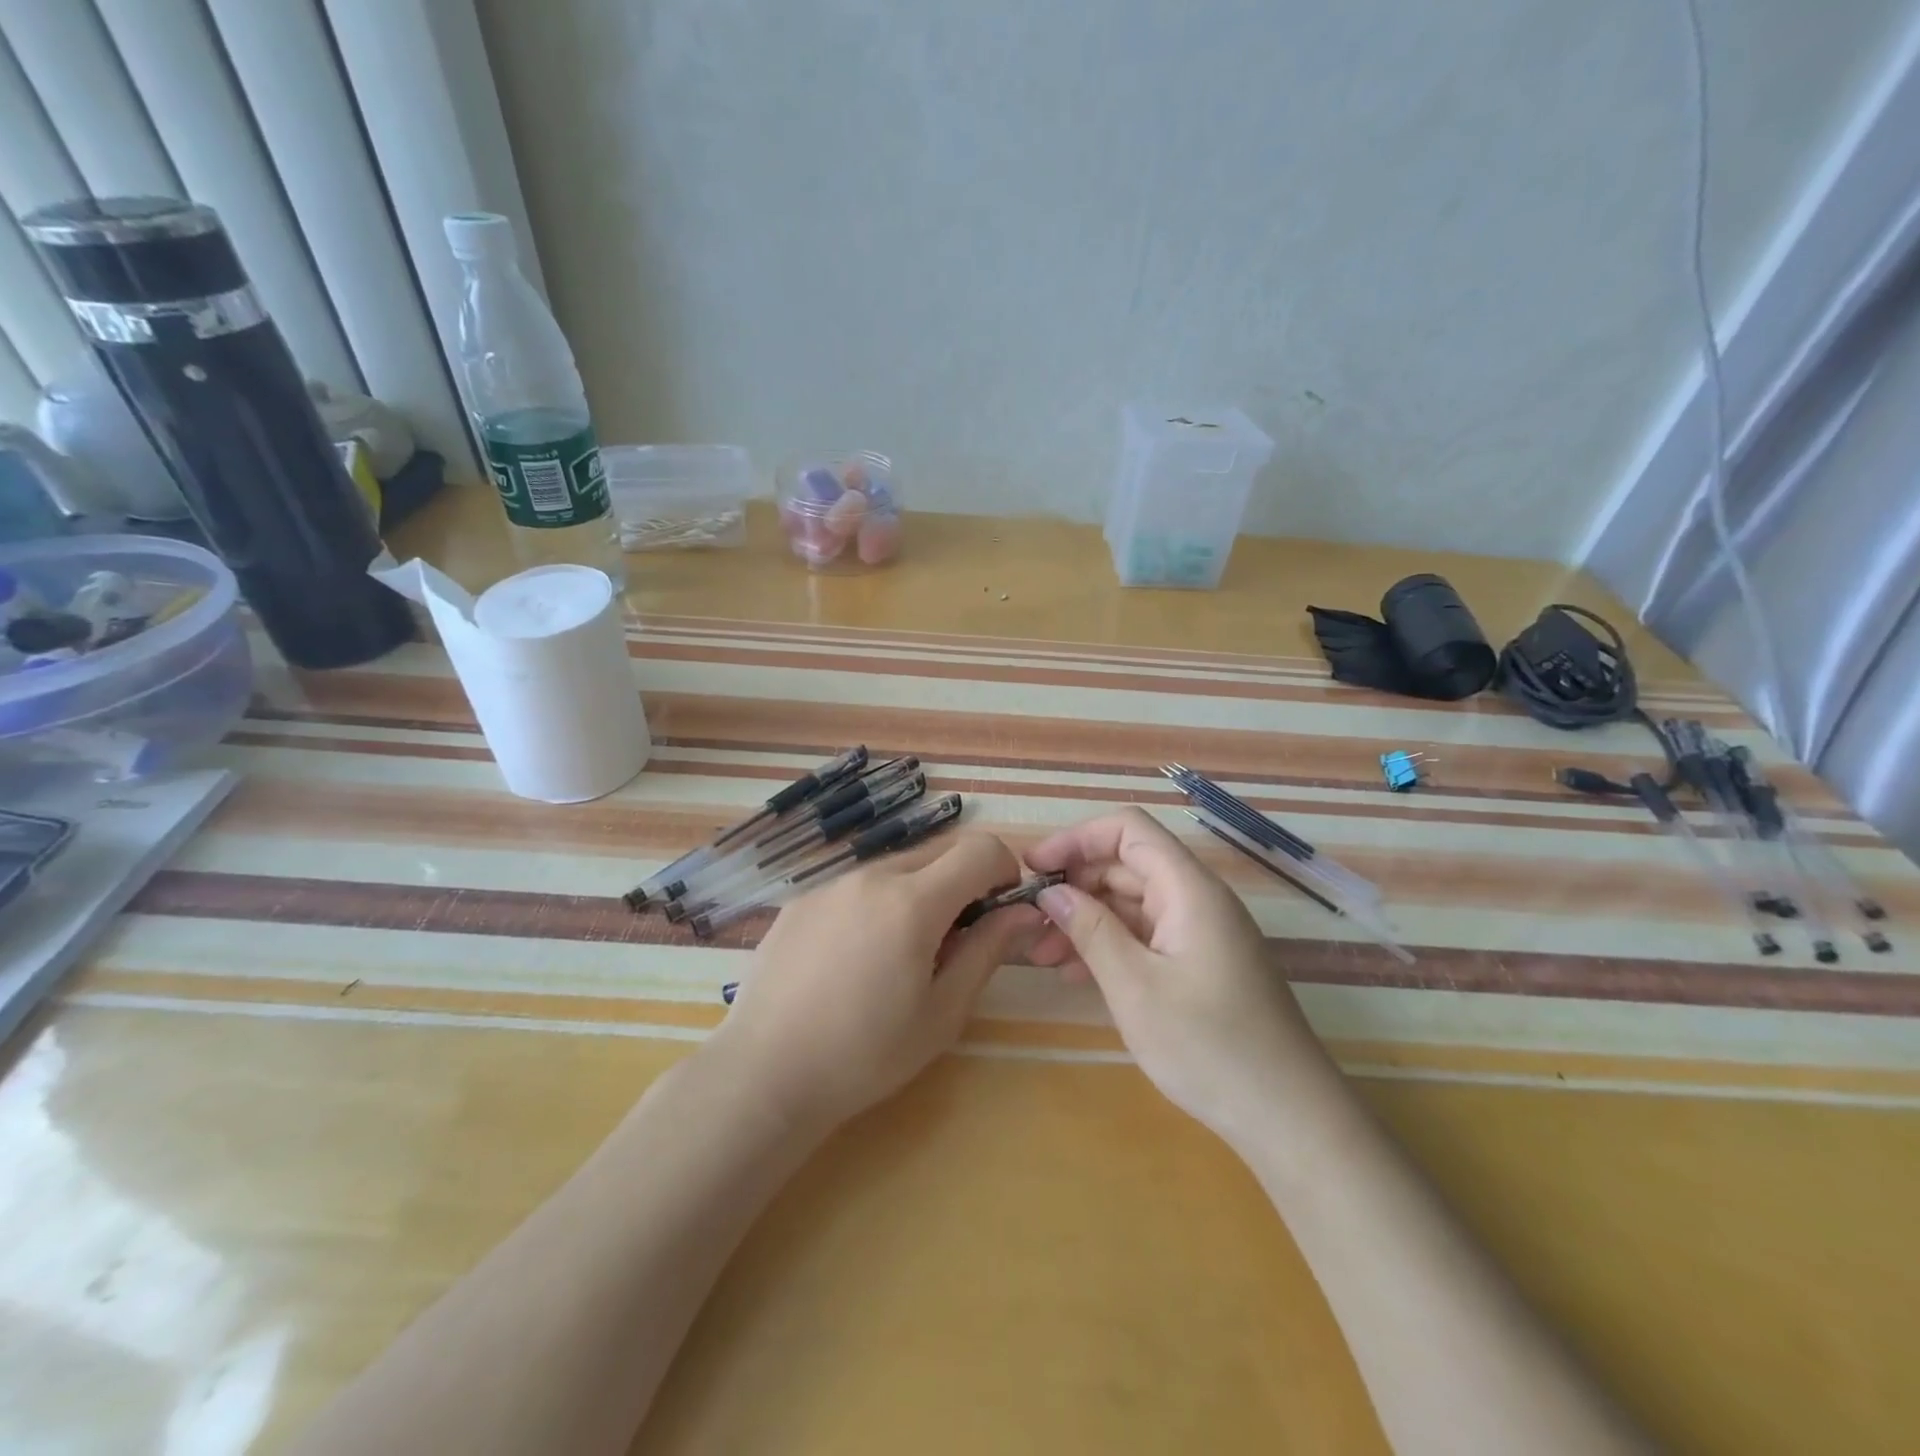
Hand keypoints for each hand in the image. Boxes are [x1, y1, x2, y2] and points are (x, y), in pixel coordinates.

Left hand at [709, 831, 1040, 1133]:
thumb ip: (988, 951)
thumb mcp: (943, 1012)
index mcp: (913, 901)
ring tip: (900, 955)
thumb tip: (1025, 913)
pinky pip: (856, 885)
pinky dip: (877, 904)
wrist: (764, 1075)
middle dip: (963, 880)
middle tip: (954, 940)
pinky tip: (854, 960)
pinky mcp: (800, 901)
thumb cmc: (866, 1054)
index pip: (979, 849)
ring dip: (919, 892)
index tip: (999, 910)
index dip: (1003, 870)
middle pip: (939, 850)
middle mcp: (871, 876)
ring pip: (896, 867)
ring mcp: (830, 885)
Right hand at [1024, 808, 1319, 1138]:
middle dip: (1074, 885)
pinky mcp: (1201, 964)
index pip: (1128, 830)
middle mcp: (1197, 900)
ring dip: (1086, 919)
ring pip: (1132, 903)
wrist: (1289, 1118)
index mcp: (1189, 889)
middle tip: (1030, 920)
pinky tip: (1076, 973)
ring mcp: (1201, 933)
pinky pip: (1146, 936)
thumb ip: (1090, 929)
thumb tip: (1051, 890)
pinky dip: (1110, 945)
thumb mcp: (1134, 987)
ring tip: (1042, 955)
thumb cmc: (1209, 1047)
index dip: (1076, 838)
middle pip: (1126, 865)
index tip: (1033, 867)